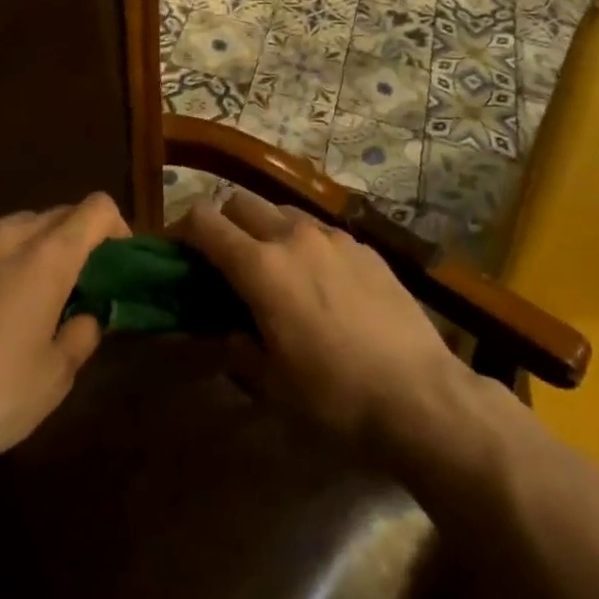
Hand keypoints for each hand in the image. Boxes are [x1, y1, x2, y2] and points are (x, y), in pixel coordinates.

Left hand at [0, 194, 128, 483]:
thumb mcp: (55, 378)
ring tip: (18, 294)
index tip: (114, 261)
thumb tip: (85, 316)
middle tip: (71, 285)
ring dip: (28, 249)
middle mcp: (5, 236)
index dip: (115, 227)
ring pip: (11, 228)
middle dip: (72, 240)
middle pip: (54, 215)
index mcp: (47, 257)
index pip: (96, 209)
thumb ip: (82, 334)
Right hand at [174, 190, 474, 459]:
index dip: (183, 229)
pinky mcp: (365, 246)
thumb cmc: (335, 396)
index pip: (205, 221)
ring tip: (276, 269)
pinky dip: (306, 244)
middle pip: (241, 202)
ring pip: (283, 212)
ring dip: (266, 229)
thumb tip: (227, 330)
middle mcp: (293, 237)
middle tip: (226, 261)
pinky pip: (321, 231)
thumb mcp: (272, 383)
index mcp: (260, 266)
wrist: (419, 395)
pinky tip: (322, 283)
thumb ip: (239, 347)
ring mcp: (333, 237)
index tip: (179, 251)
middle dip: (224, 222)